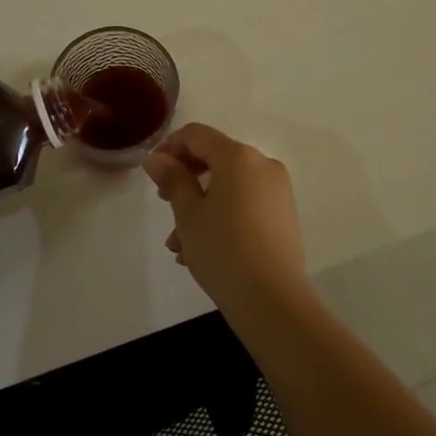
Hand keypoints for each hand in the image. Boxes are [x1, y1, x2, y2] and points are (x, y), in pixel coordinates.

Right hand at [145, 123, 308, 313]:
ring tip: (178, 243)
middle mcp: (262, 164)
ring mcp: (277, 190)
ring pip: (228, 186)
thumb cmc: (223, 250)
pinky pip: (245, 202)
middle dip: (185, 179)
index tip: (152, 174)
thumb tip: (156, 157)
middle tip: (164, 203)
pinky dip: (222, 215)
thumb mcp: (188, 214)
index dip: (169, 148)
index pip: (196, 135)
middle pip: (215, 158)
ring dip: (200, 205)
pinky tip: (201, 249)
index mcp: (238, 157)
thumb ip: (172, 179)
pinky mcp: (284, 214)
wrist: (273, 301)